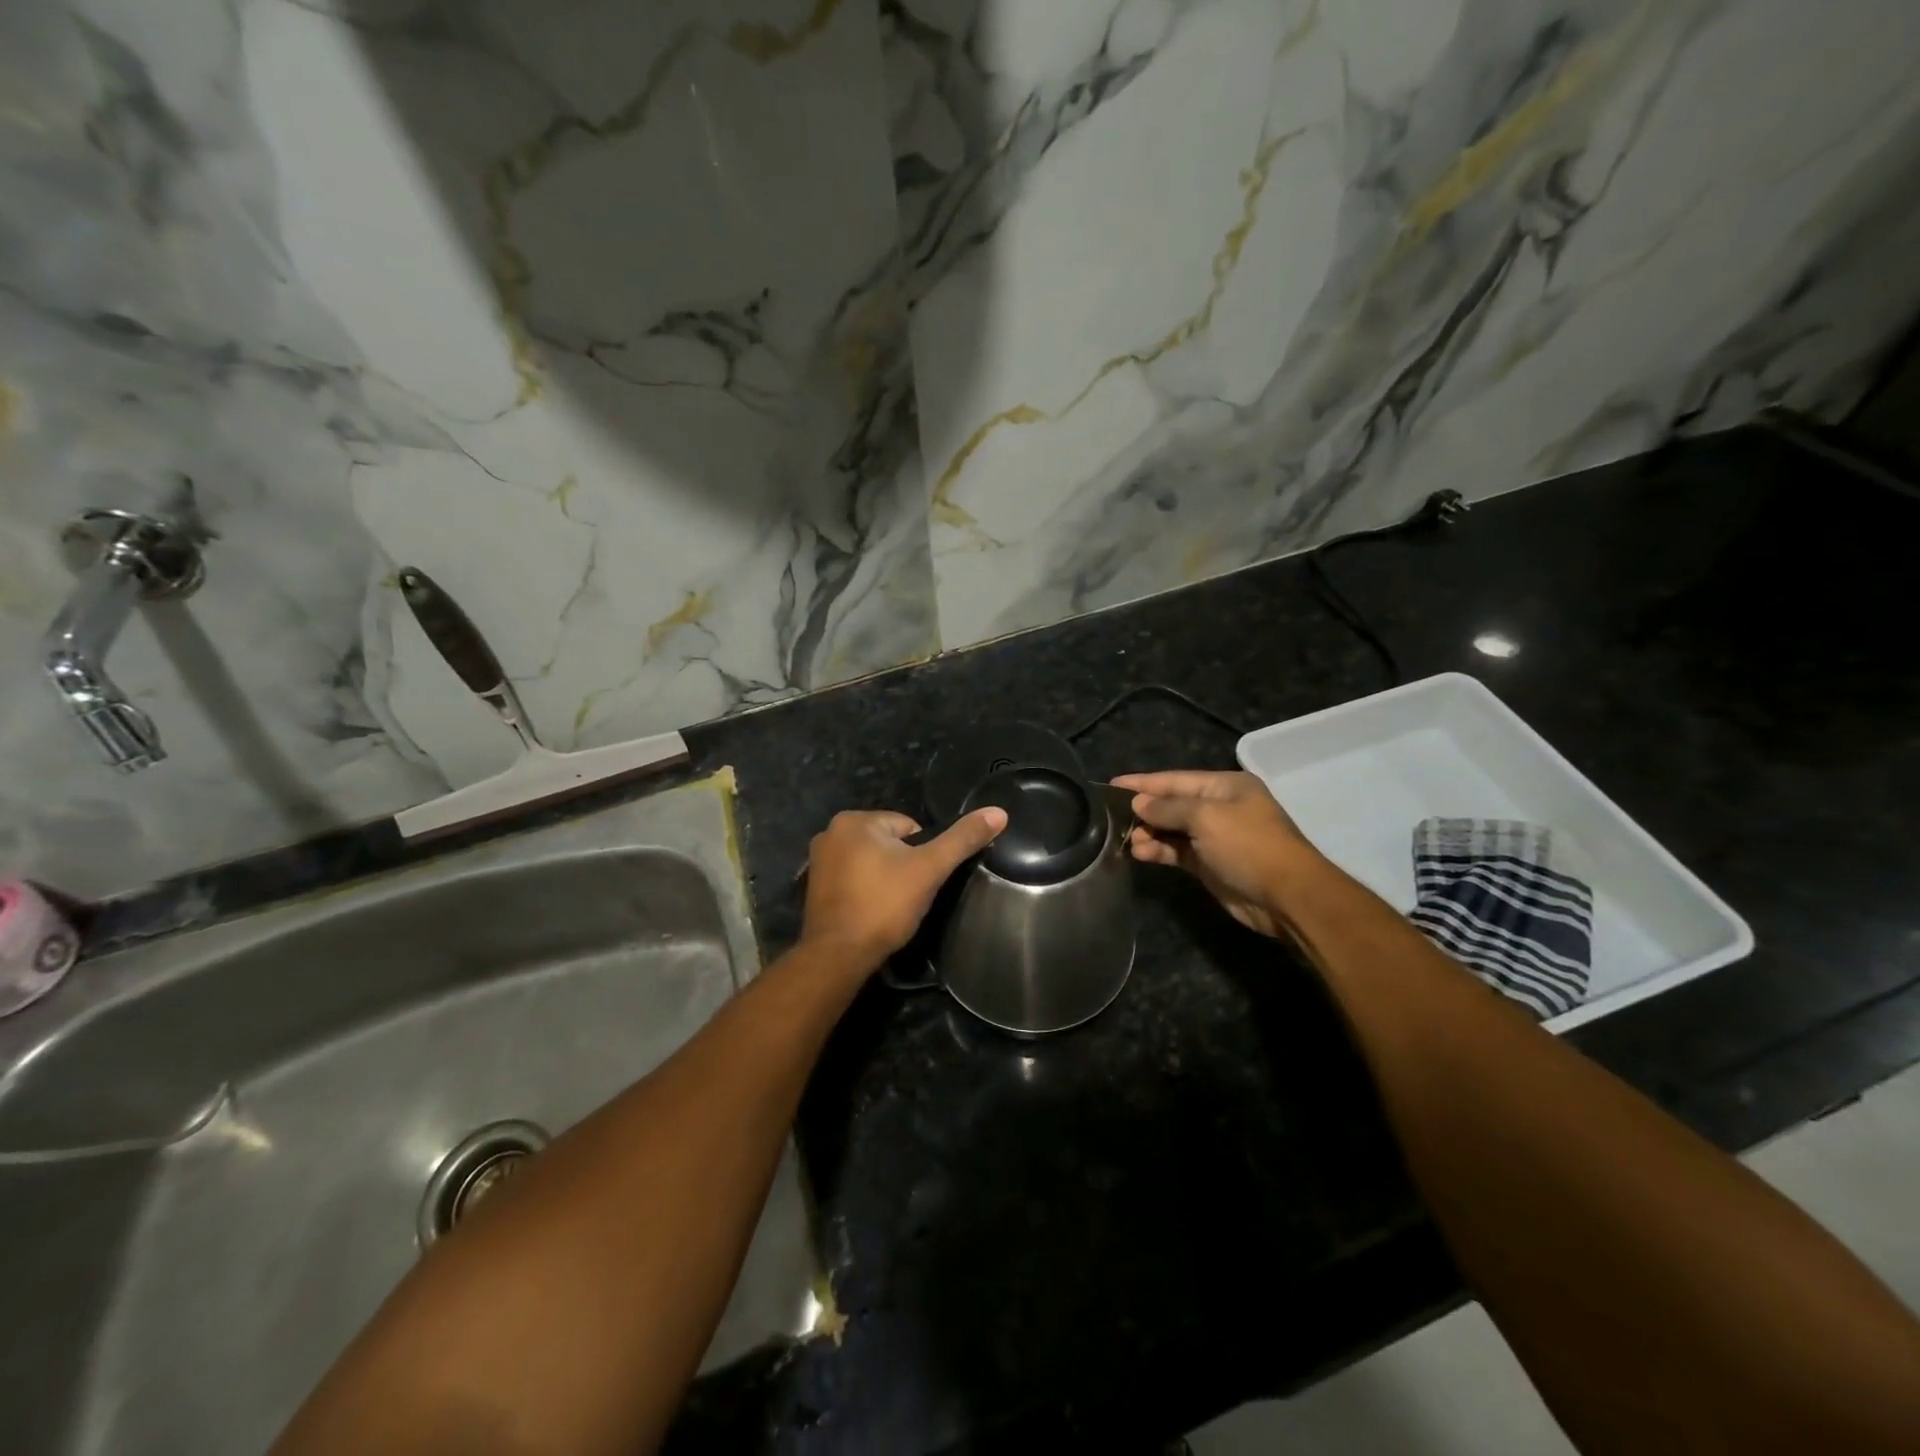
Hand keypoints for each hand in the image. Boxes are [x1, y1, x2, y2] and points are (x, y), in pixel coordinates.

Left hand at [800, 808, 1007, 971]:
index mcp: (854, 820)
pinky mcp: (814, 887)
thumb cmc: (884, 905)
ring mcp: (818, 860)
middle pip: (888, 843)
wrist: (838, 956)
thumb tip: (998, 812)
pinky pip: (853, 879)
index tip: (920, 881)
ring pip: (871, 862)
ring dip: (884, 879)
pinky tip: (871, 912)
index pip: (908, 828)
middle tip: (907, 896)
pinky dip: (865, 891)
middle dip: (901, 866)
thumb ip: (962, 839)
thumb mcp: (930, 869)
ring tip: (890, 907)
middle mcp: (830, 832)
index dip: (922, 855)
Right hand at [1112, 771, 1321, 938]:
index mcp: (1225, 786)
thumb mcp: (1206, 818)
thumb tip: (1138, 803)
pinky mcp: (1210, 864)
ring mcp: (1214, 837)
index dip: (1143, 783)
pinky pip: (1177, 851)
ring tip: (1129, 841)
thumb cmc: (1248, 845)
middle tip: (1113, 819)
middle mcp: (1219, 808)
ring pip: (1172, 830)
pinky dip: (1159, 851)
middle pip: (1172, 804)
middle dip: (1145, 810)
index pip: (1175, 779)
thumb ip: (1168, 808)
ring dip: (1150, 833)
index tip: (1111, 785)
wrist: (1287, 896)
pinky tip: (1140, 854)